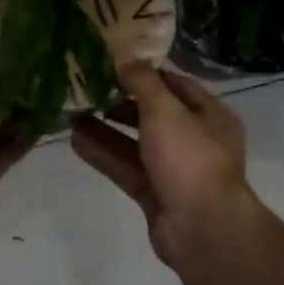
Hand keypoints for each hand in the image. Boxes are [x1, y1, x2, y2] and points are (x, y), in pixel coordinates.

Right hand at [72, 62, 256, 267]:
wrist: (203, 229)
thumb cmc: (190, 158)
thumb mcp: (165, 110)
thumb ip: (142, 82)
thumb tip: (125, 55)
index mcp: (210, 115)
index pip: (175, 84)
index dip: (145, 73)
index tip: (113, 63)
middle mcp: (196, 140)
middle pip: (154, 114)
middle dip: (121, 102)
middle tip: (88, 88)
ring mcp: (175, 170)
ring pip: (136, 143)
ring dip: (106, 128)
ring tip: (73, 112)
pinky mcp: (156, 194)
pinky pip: (126, 168)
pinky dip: (104, 154)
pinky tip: (75, 140)